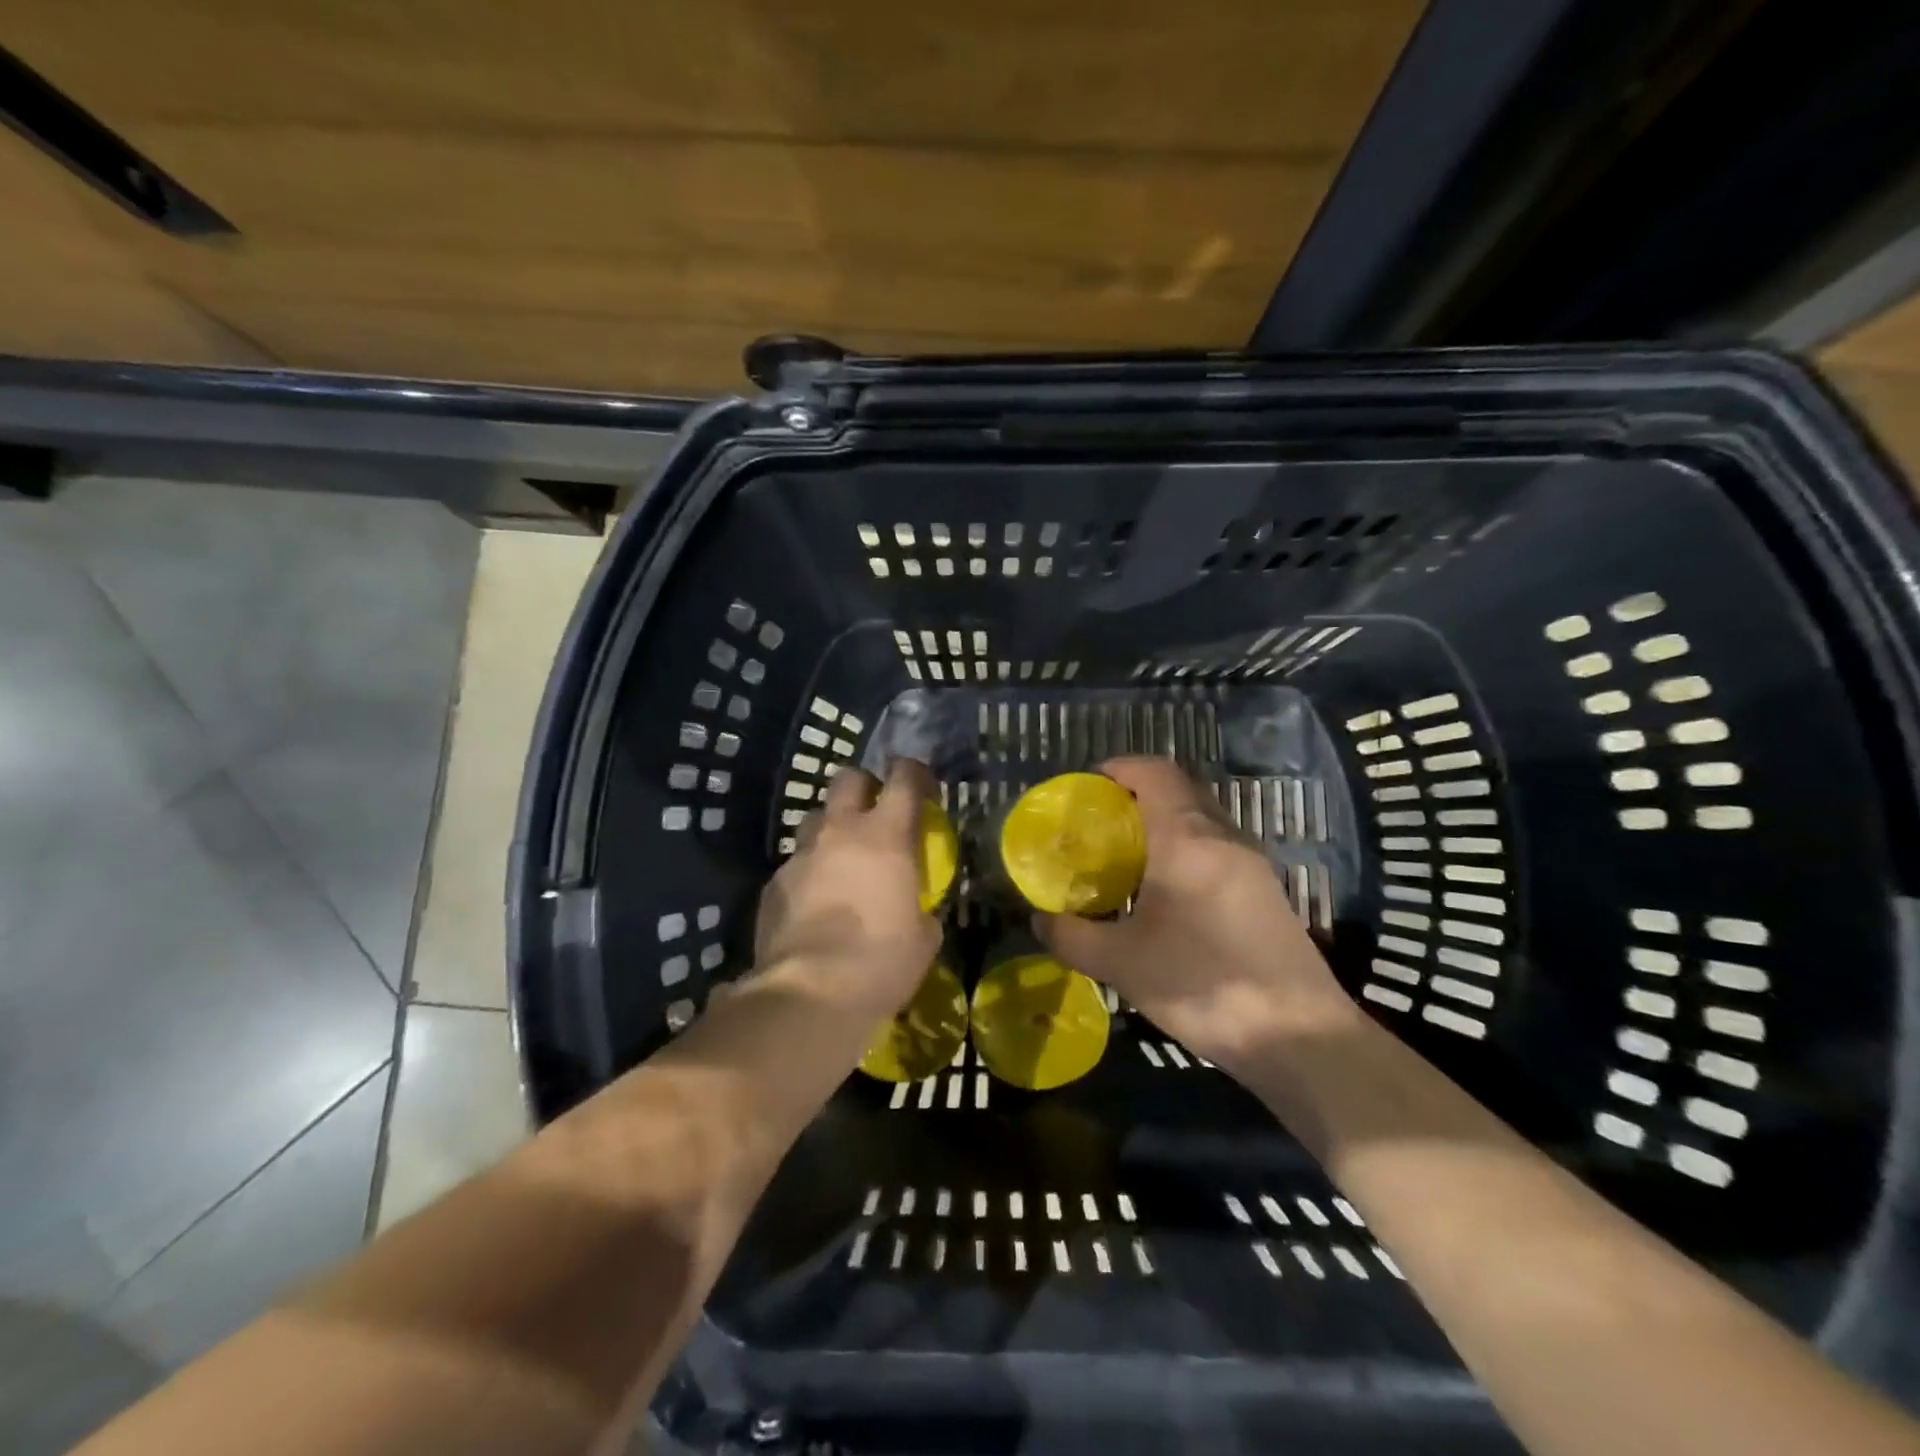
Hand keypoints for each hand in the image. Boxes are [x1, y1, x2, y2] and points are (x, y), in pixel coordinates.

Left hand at [753, 759, 941, 1020]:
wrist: (811, 993)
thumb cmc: (882, 961)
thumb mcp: (923, 937)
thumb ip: (919, 907)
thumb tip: (913, 910)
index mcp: (886, 835)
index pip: (903, 778)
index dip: (914, 772)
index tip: (922, 786)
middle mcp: (840, 831)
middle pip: (847, 778)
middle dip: (862, 786)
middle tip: (873, 812)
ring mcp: (801, 855)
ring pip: (815, 819)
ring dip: (831, 830)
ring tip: (840, 861)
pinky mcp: (772, 883)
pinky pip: (795, 864)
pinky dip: (808, 873)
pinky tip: (813, 905)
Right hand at [1035, 757, 1355, 1071]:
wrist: (1298, 1035)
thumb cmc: (1202, 983)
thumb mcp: (1121, 964)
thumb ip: (1071, 936)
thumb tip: (1039, 919)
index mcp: (1186, 838)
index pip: (1155, 772)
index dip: (1120, 768)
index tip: (1088, 786)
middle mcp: (1223, 837)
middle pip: (1180, 789)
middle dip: (1138, 794)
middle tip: (1101, 823)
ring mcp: (1251, 863)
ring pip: (1202, 819)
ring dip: (1164, 822)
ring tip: (1127, 857)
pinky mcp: (1265, 891)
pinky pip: (1217, 848)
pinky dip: (1186, 849)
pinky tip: (1166, 894)